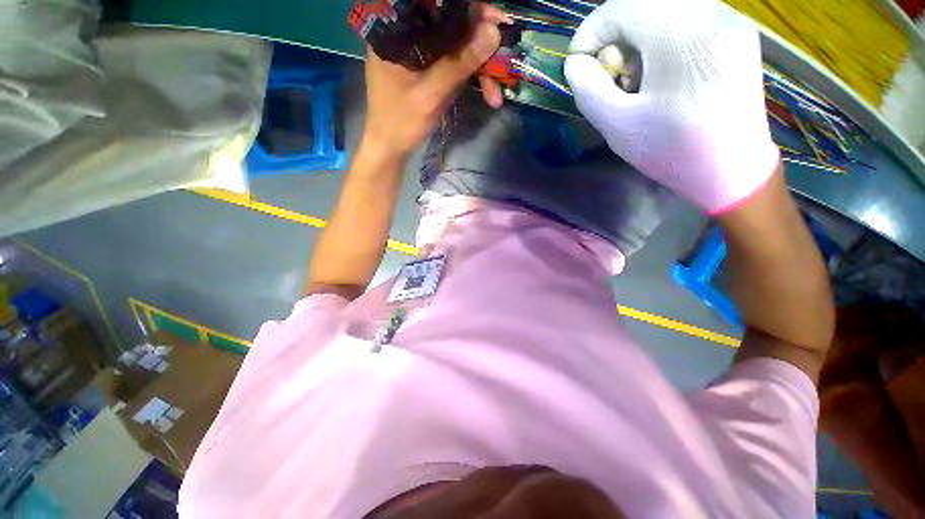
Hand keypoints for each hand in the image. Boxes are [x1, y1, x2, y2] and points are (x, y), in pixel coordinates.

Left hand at [363, 3, 505, 157]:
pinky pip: (455, 64)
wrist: (391, 148)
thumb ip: (458, 64)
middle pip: (451, 26)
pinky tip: (487, 93)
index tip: (497, 21)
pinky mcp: (429, 69)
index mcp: (397, 31)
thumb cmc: (401, 123)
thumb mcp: (430, 95)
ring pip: (457, 47)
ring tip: (496, 93)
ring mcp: (420, 53)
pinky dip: (472, 78)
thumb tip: (493, 32)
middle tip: (504, 59)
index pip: (437, 6)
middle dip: (481, 45)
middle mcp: (408, 34)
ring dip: (480, 69)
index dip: (471, 11)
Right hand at [564, 0, 778, 213]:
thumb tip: (576, 63)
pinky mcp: (735, 33)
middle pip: (645, 3)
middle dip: (615, 36)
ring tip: (636, 79)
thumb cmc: (673, 152)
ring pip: (665, 8)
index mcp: (685, 36)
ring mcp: (729, 21)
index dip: (591, 31)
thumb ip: (589, 90)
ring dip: (637, 38)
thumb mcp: (618, 126)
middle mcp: (713, 15)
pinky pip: (686, 19)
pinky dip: (661, 39)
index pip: (623, 6)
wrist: (732, 170)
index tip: (580, 64)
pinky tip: (661, 74)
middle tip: (611, 75)